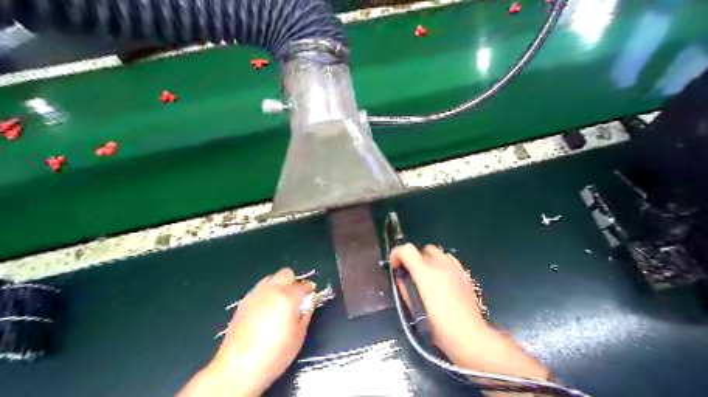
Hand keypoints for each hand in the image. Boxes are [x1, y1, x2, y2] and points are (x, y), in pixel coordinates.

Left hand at [179, 268, 312, 395]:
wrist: (239, 367)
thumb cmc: (275, 353)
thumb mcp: (299, 336)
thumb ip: (306, 314)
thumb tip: (309, 302)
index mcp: (287, 297)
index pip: (304, 285)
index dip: (310, 289)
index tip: (311, 296)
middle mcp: (271, 290)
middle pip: (286, 273)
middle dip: (293, 282)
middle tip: (295, 298)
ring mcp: (255, 295)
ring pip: (271, 279)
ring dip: (278, 285)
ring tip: (279, 303)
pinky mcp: (243, 302)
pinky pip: (259, 289)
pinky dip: (266, 294)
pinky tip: (265, 310)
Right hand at [392, 244, 546, 379]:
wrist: (469, 336)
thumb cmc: (439, 327)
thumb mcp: (415, 309)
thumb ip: (405, 288)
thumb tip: (400, 276)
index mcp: (426, 273)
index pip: (407, 250)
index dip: (397, 254)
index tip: (395, 267)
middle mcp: (441, 264)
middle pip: (422, 249)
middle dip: (414, 259)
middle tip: (412, 275)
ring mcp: (455, 267)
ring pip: (437, 252)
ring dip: (428, 260)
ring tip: (428, 278)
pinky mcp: (464, 272)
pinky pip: (449, 260)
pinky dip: (441, 264)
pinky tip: (442, 281)